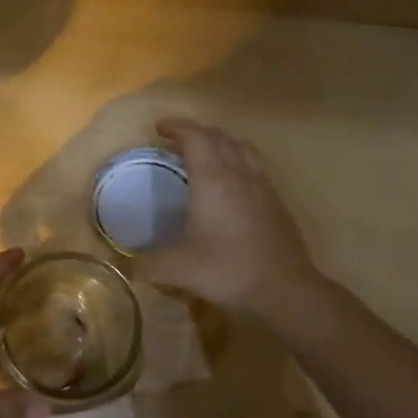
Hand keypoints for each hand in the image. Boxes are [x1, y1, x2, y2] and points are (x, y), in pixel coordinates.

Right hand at [138, 119, 319, 320]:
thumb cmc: (228, 270)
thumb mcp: (177, 269)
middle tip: (177, 141)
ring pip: (242, 150)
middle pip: (220, 138)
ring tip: (206, 154)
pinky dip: (237, 163)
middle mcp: (240, 176)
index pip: (196, 138)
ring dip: (221, 144)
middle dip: (197, 133)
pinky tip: (231, 186)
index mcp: (213, 180)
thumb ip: (149, 262)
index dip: (177, 127)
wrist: (285, 290)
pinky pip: (254, 168)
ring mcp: (263, 188)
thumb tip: (132, 262)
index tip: (159, 128)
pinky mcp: (276, 204)